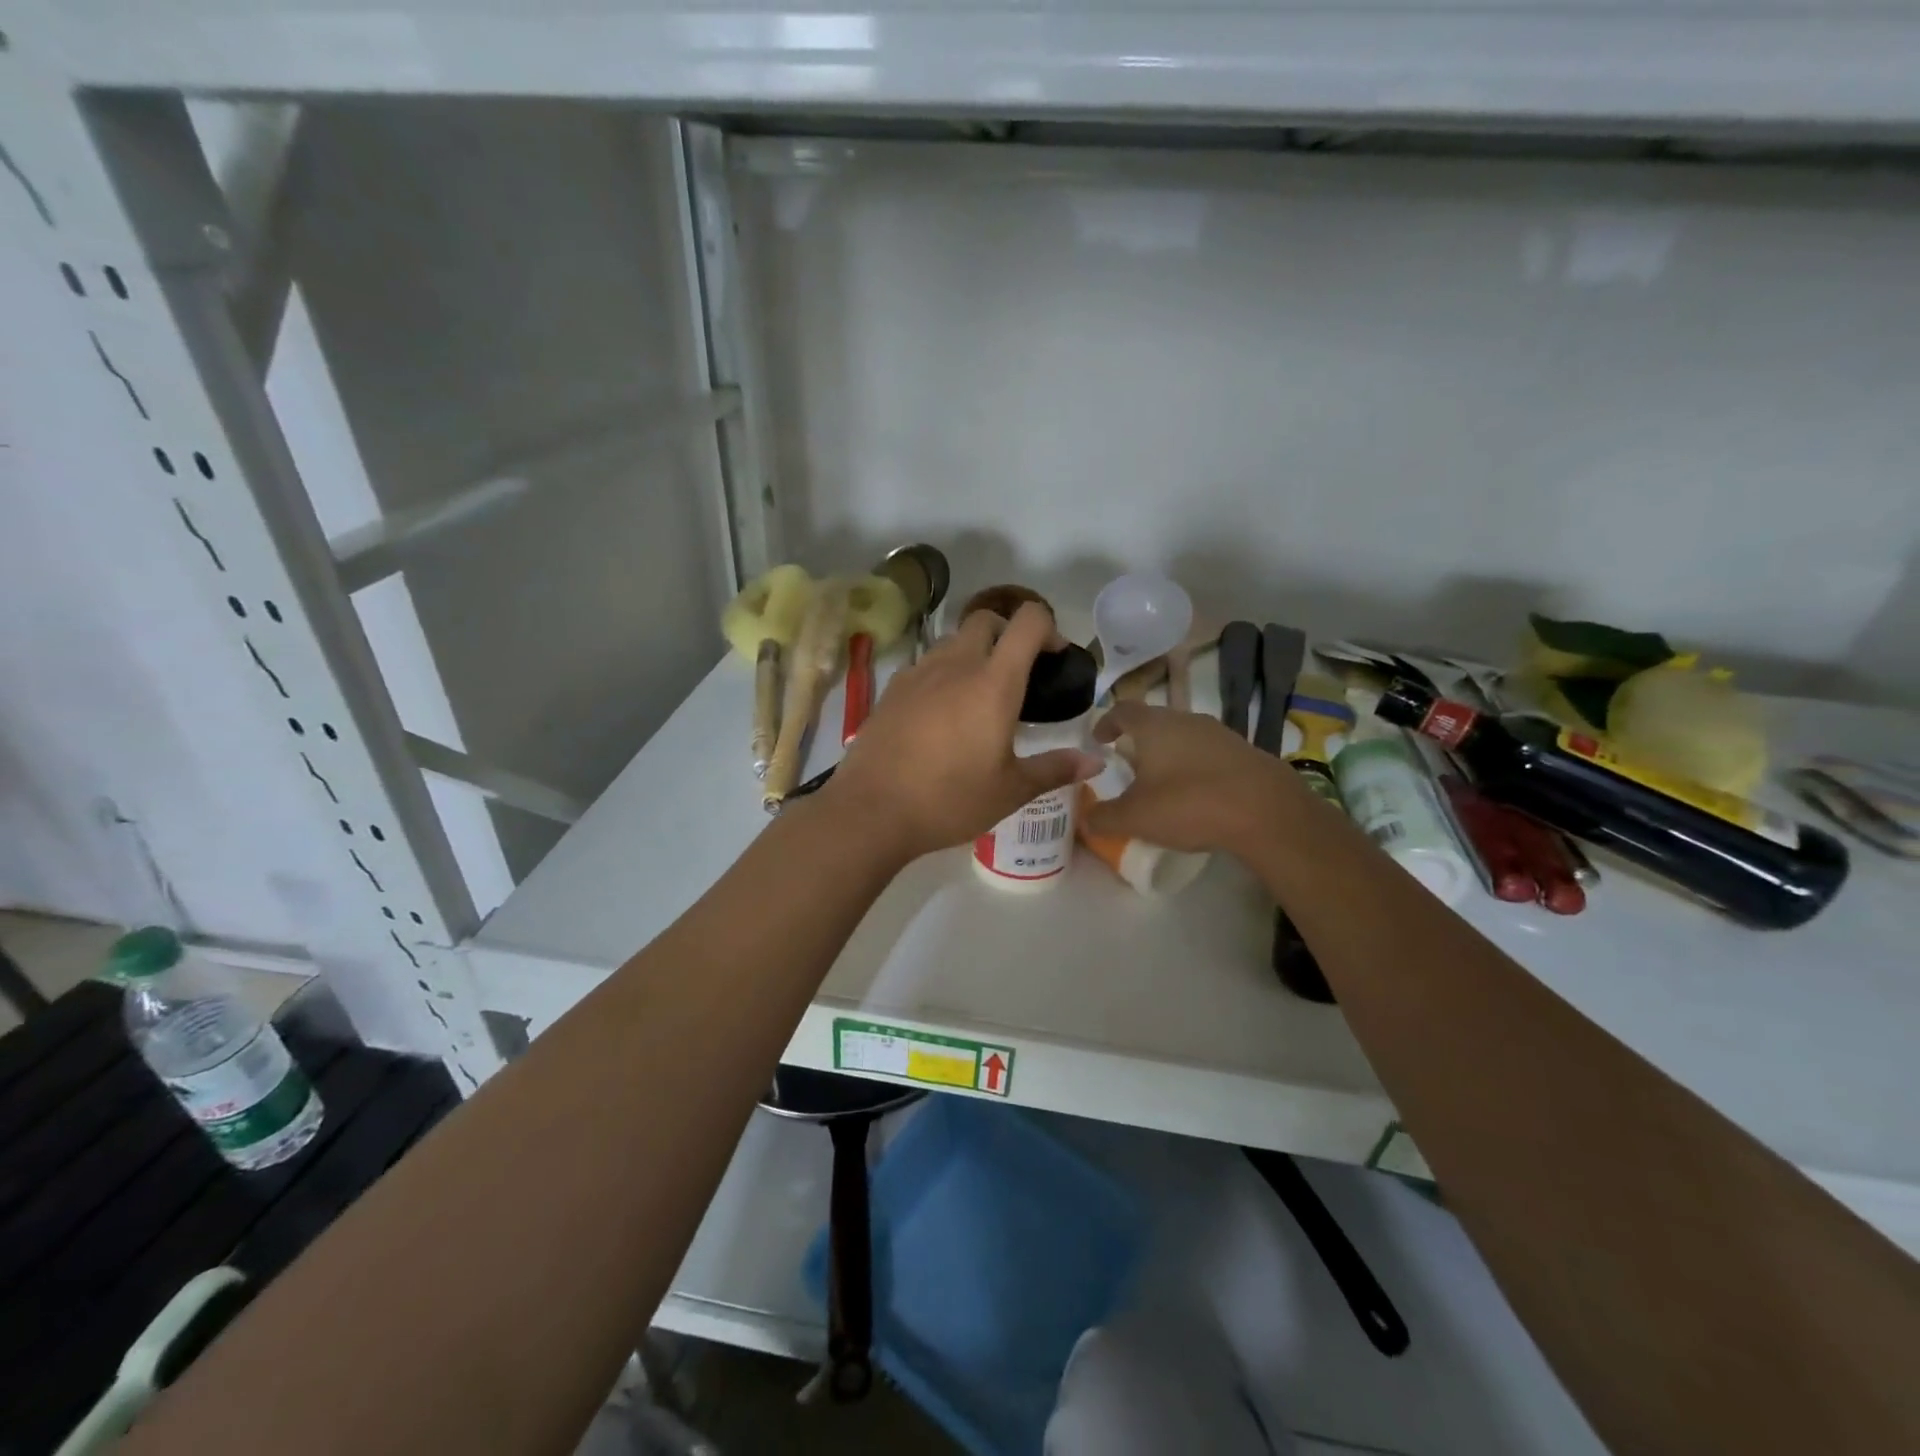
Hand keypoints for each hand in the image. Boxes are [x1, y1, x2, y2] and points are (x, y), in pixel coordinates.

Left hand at [826, 603, 1101, 860]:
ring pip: (953, 641)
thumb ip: (1055, 768)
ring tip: (979, 696)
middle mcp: (956, 664)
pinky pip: (926, 665)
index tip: (1054, 658)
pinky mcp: (892, 689)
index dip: (1048, 628)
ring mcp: (919, 673)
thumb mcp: (1011, 790)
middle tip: (1018, 675)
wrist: (872, 810)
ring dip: (974, 652)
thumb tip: (1097, 763)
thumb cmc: (950, 800)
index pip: (1028, 621)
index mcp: (994, 682)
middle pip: (986, 620)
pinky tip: (942, 713)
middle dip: (1008, 634)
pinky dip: (943, 673)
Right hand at [1082, 701, 1296, 858]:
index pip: (1122, 711)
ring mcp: (1220, 734)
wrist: (1267, 812)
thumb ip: (1103, 818)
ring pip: (1184, 737)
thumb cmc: (1189, 804)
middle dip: (1138, 742)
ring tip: (1162, 784)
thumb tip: (1085, 820)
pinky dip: (1195, 769)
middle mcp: (1187, 720)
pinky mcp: (1245, 753)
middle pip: (1155, 722)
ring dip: (1169, 755)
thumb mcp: (1135, 818)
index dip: (1106, 723)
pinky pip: (1209, 755)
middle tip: (1127, 766)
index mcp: (1154, 726)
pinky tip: (1198, 796)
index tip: (1098, 740)